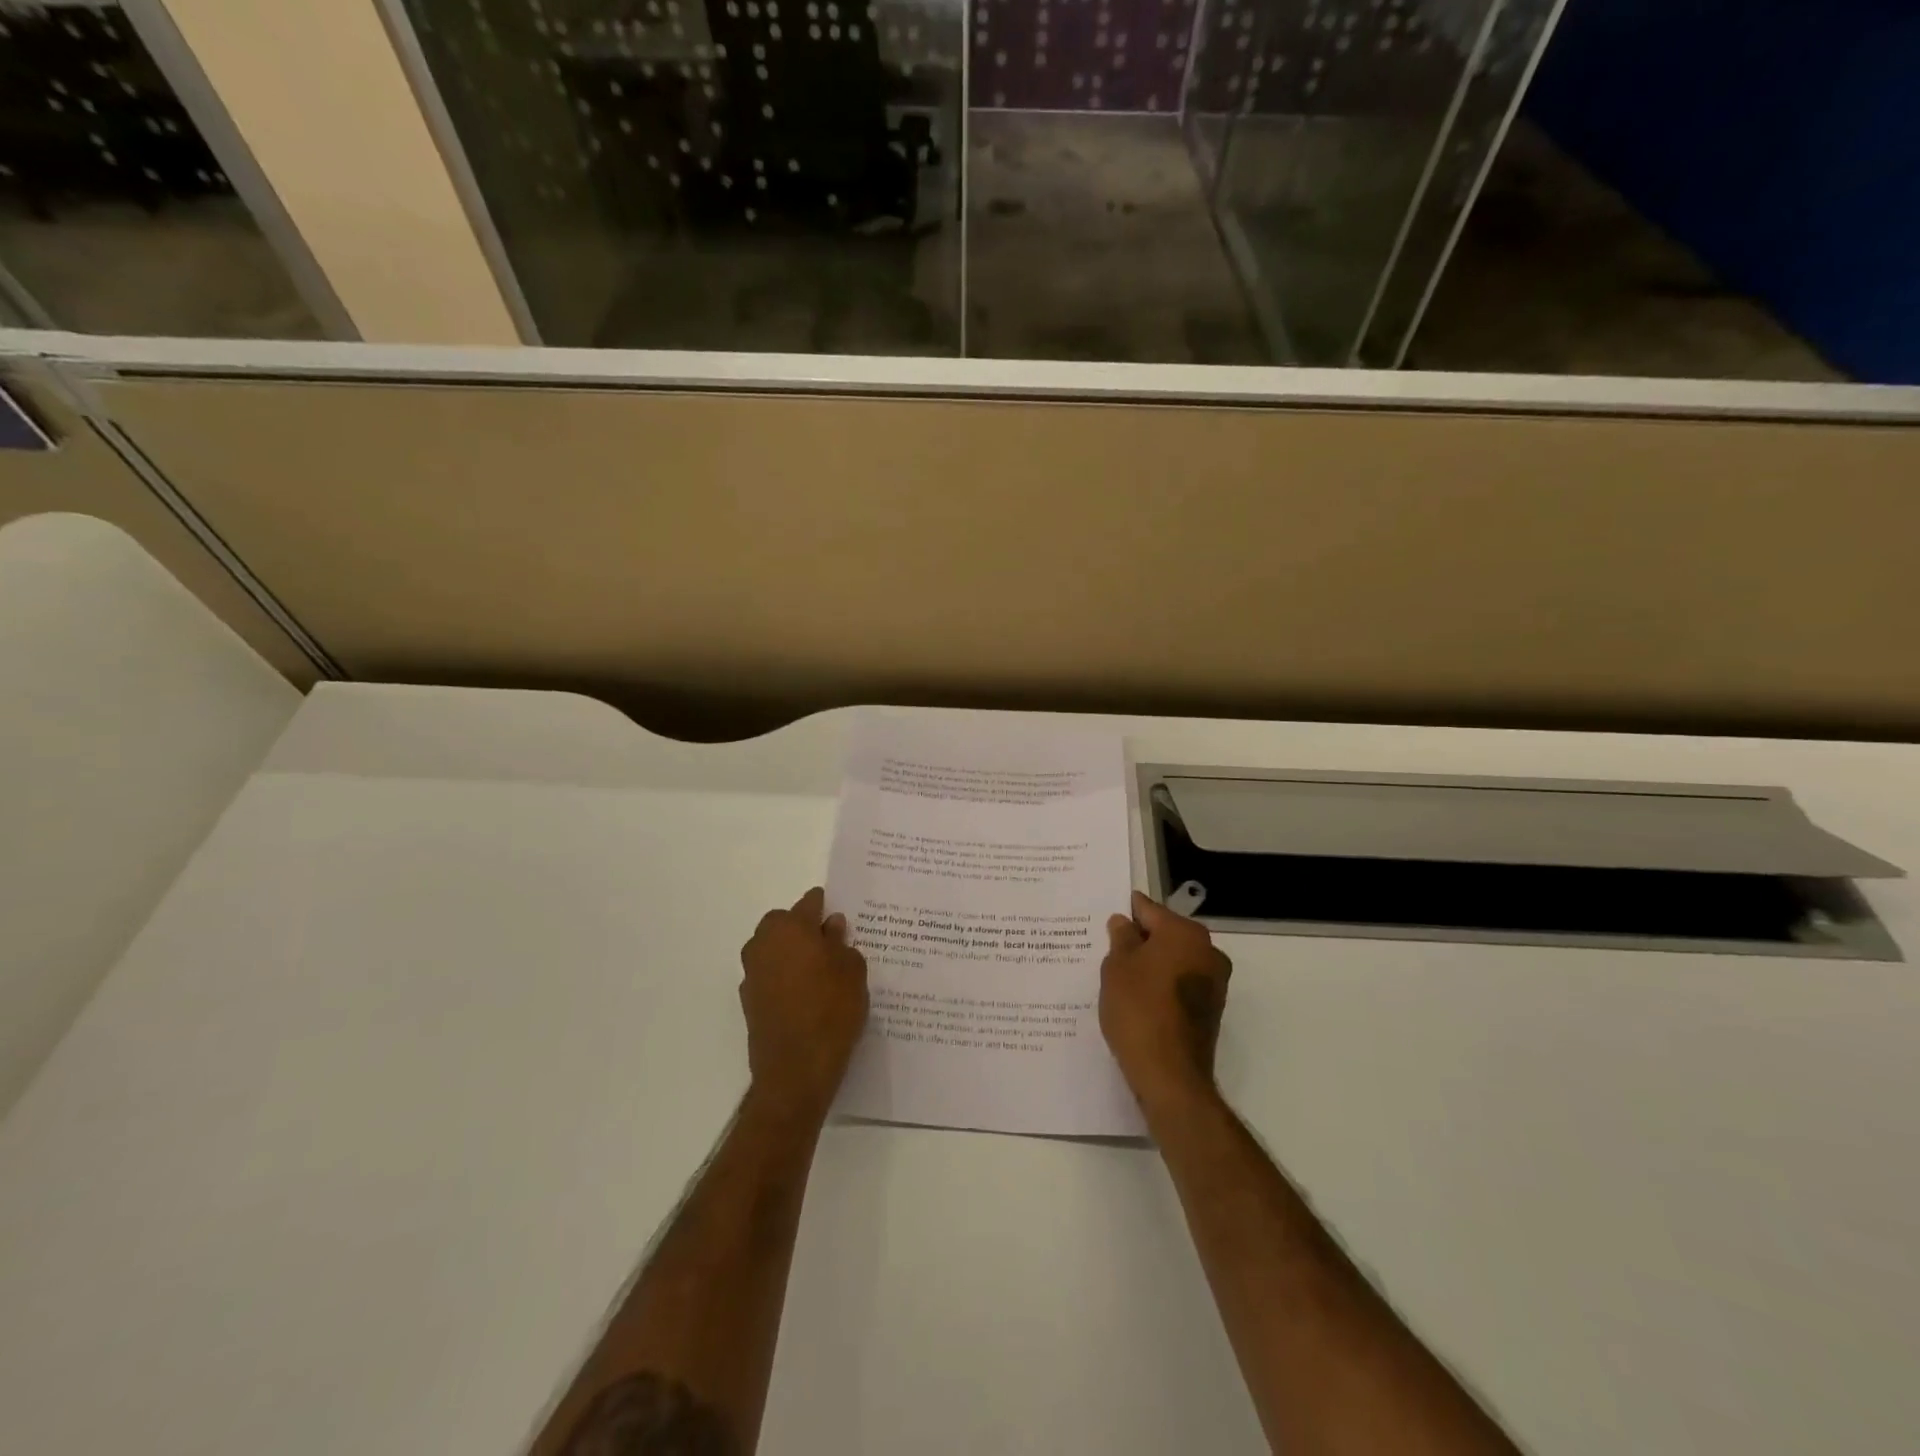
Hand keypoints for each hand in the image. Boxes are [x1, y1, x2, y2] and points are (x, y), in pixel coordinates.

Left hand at [739, 887, 869, 1122]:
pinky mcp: (749, 1000)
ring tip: (820, 974)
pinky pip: (770, 975)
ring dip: (791, 953)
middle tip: (831, 947)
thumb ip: (841, 942)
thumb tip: (830, 926)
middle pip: (785, 923)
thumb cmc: (832, 1010)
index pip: (810, 902)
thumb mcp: (852, 971)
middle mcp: (764, 943)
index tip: (841, 919)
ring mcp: (752, 972)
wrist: (796, 1070)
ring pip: (774, 949)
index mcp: (791, 927)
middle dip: (804, 929)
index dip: (826, 907)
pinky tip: (805, 996)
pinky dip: (784, 978)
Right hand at [1101, 890, 1232, 1106]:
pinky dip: (1161, 986)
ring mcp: (1214, 983)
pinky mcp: (1211, 1010)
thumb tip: (1125, 923)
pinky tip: (1137, 998)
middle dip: (1139, 940)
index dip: (1126, 912)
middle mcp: (1207, 951)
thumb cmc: (1139, 1010)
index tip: (1107, 916)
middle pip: (1166, 935)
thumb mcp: (1117, 967)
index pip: (1149, 910)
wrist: (1170, 1075)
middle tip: (1107, 948)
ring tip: (1118, 976)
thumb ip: (1121, 938)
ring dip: (1150, 965)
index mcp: (1185, 933)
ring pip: (1174, 961)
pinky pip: (1180, 985)